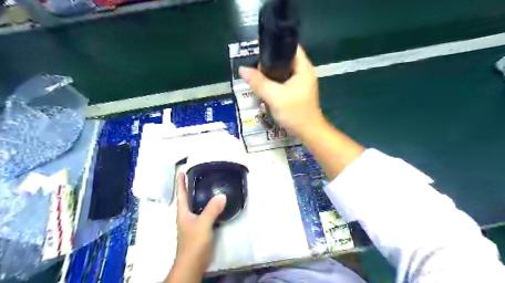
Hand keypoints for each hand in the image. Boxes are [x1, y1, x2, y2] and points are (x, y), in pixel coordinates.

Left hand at [167, 173, 225, 279]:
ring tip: (209, 186)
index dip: (181, 182)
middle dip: (191, 186)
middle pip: (188, 198)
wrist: (193, 263)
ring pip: (197, 205)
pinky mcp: (200, 228)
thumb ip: (212, 210)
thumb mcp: (203, 224)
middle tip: (200, 175)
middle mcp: (187, 215)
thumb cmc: (194, 242)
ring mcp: (193, 222)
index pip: (181, 194)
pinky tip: (216, 203)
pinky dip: (209, 205)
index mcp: (183, 212)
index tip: (182, 171)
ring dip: (201, 195)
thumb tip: (222, 195)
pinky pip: (205, 212)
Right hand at [239, 45, 323, 137]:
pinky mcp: (297, 93)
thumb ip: (258, 82)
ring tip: (256, 77)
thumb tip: (242, 69)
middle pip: (284, 59)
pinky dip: (274, 83)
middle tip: (254, 67)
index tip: (259, 48)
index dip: (275, 44)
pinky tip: (264, 87)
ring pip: (282, 72)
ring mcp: (301, 83)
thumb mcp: (275, 97)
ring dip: (270, 74)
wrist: (308, 133)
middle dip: (269, 62)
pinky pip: (283, 82)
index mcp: (303, 68)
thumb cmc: (295, 113)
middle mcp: (303, 73)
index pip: (290, 47)